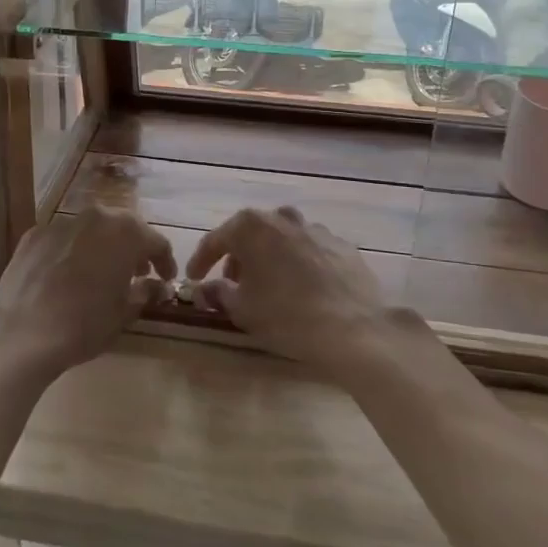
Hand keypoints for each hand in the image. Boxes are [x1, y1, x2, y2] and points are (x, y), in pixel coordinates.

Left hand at [0, 207, 175, 379]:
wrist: (21, 332)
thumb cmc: (84, 325)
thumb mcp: (124, 313)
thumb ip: (145, 292)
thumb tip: (157, 285)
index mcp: (125, 233)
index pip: (156, 241)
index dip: (165, 261)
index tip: (166, 278)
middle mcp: (95, 217)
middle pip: (123, 228)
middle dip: (134, 249)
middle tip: (138, 273)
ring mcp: (62, 222)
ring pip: (92, 229)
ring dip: (102, 246)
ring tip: (102, 272)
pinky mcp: (34, 233)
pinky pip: (63, 238)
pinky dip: (72, 250)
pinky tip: (67, 274)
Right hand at [187, 206, 412, 381]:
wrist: (355, 328)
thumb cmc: (287, 316)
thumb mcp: (242, 309)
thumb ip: (217, 293)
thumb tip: (204, 289)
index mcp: (251, 226)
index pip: (215, 240)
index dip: (200, 262)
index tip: (192, 280)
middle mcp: (282, 217)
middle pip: (250, 235)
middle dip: (238, 258)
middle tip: (232, 284)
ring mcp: (315, 228)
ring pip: (281, 239)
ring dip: (269, 258)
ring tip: (269, 286)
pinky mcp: (341, 245)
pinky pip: (309, 251)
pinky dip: (299, 264)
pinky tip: (302, 288)